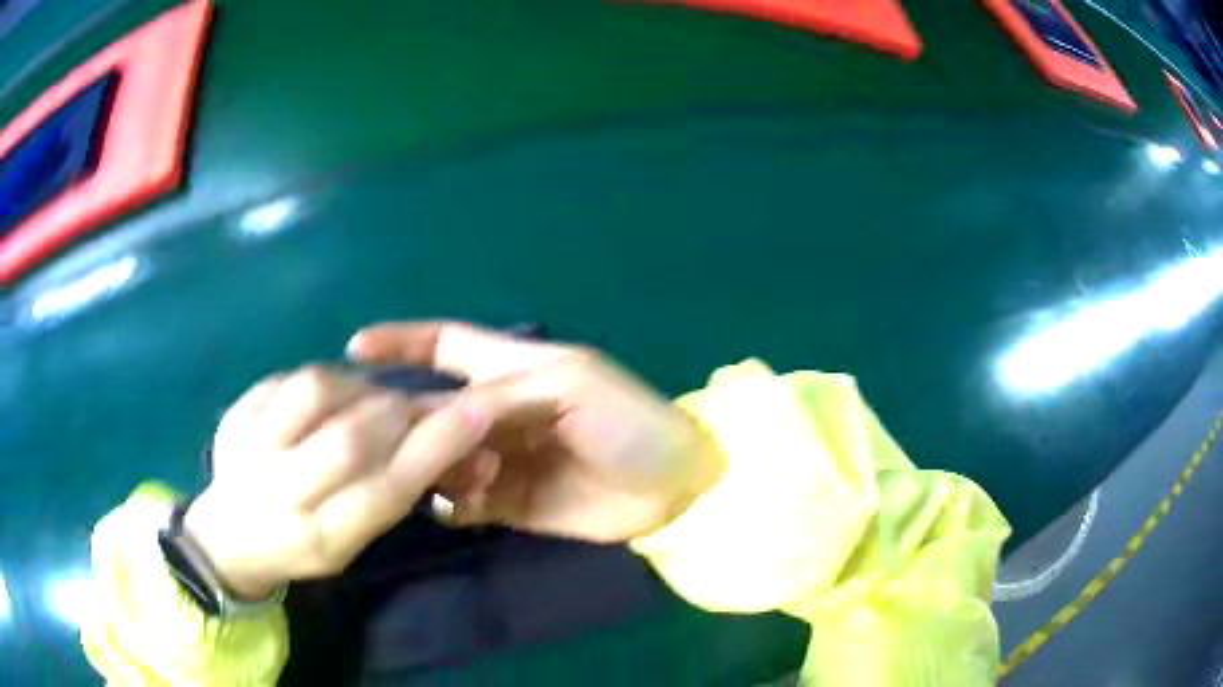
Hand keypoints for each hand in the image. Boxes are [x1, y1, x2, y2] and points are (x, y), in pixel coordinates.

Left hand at [183, 367, 493, 598]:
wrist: (230, 536)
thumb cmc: (303, 544)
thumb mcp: (353, 541)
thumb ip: (396, 494)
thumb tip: (459, 446)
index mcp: (320, 539)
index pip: (386, 489)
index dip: (435, 446)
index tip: (475, 410)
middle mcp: (279, 495)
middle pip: (350, 438)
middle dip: (395, 412)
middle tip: (408, 408)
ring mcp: (247, 449)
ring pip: (316, 391)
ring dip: (354, 388)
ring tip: (361, 400)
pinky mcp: (232, 416)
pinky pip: (286, 377)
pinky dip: (319, 381)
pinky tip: (322, 400)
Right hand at [346, 322, 723, 543]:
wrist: (671, 486)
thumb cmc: (628, 421)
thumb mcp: (566, 387)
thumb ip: (499, 397)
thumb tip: (435, 418)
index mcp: (510, 368)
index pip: (444, 344)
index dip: (400, 341)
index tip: (353, 349)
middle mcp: (495, 412)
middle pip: (431, 410)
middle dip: (406, 423)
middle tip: (383, 444)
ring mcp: (498, 459)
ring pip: (439, 459)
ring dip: (434, 468)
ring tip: (456, 480)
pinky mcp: (508, 502)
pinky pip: (461, 501)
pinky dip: (452, 504)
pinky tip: (460, 508)